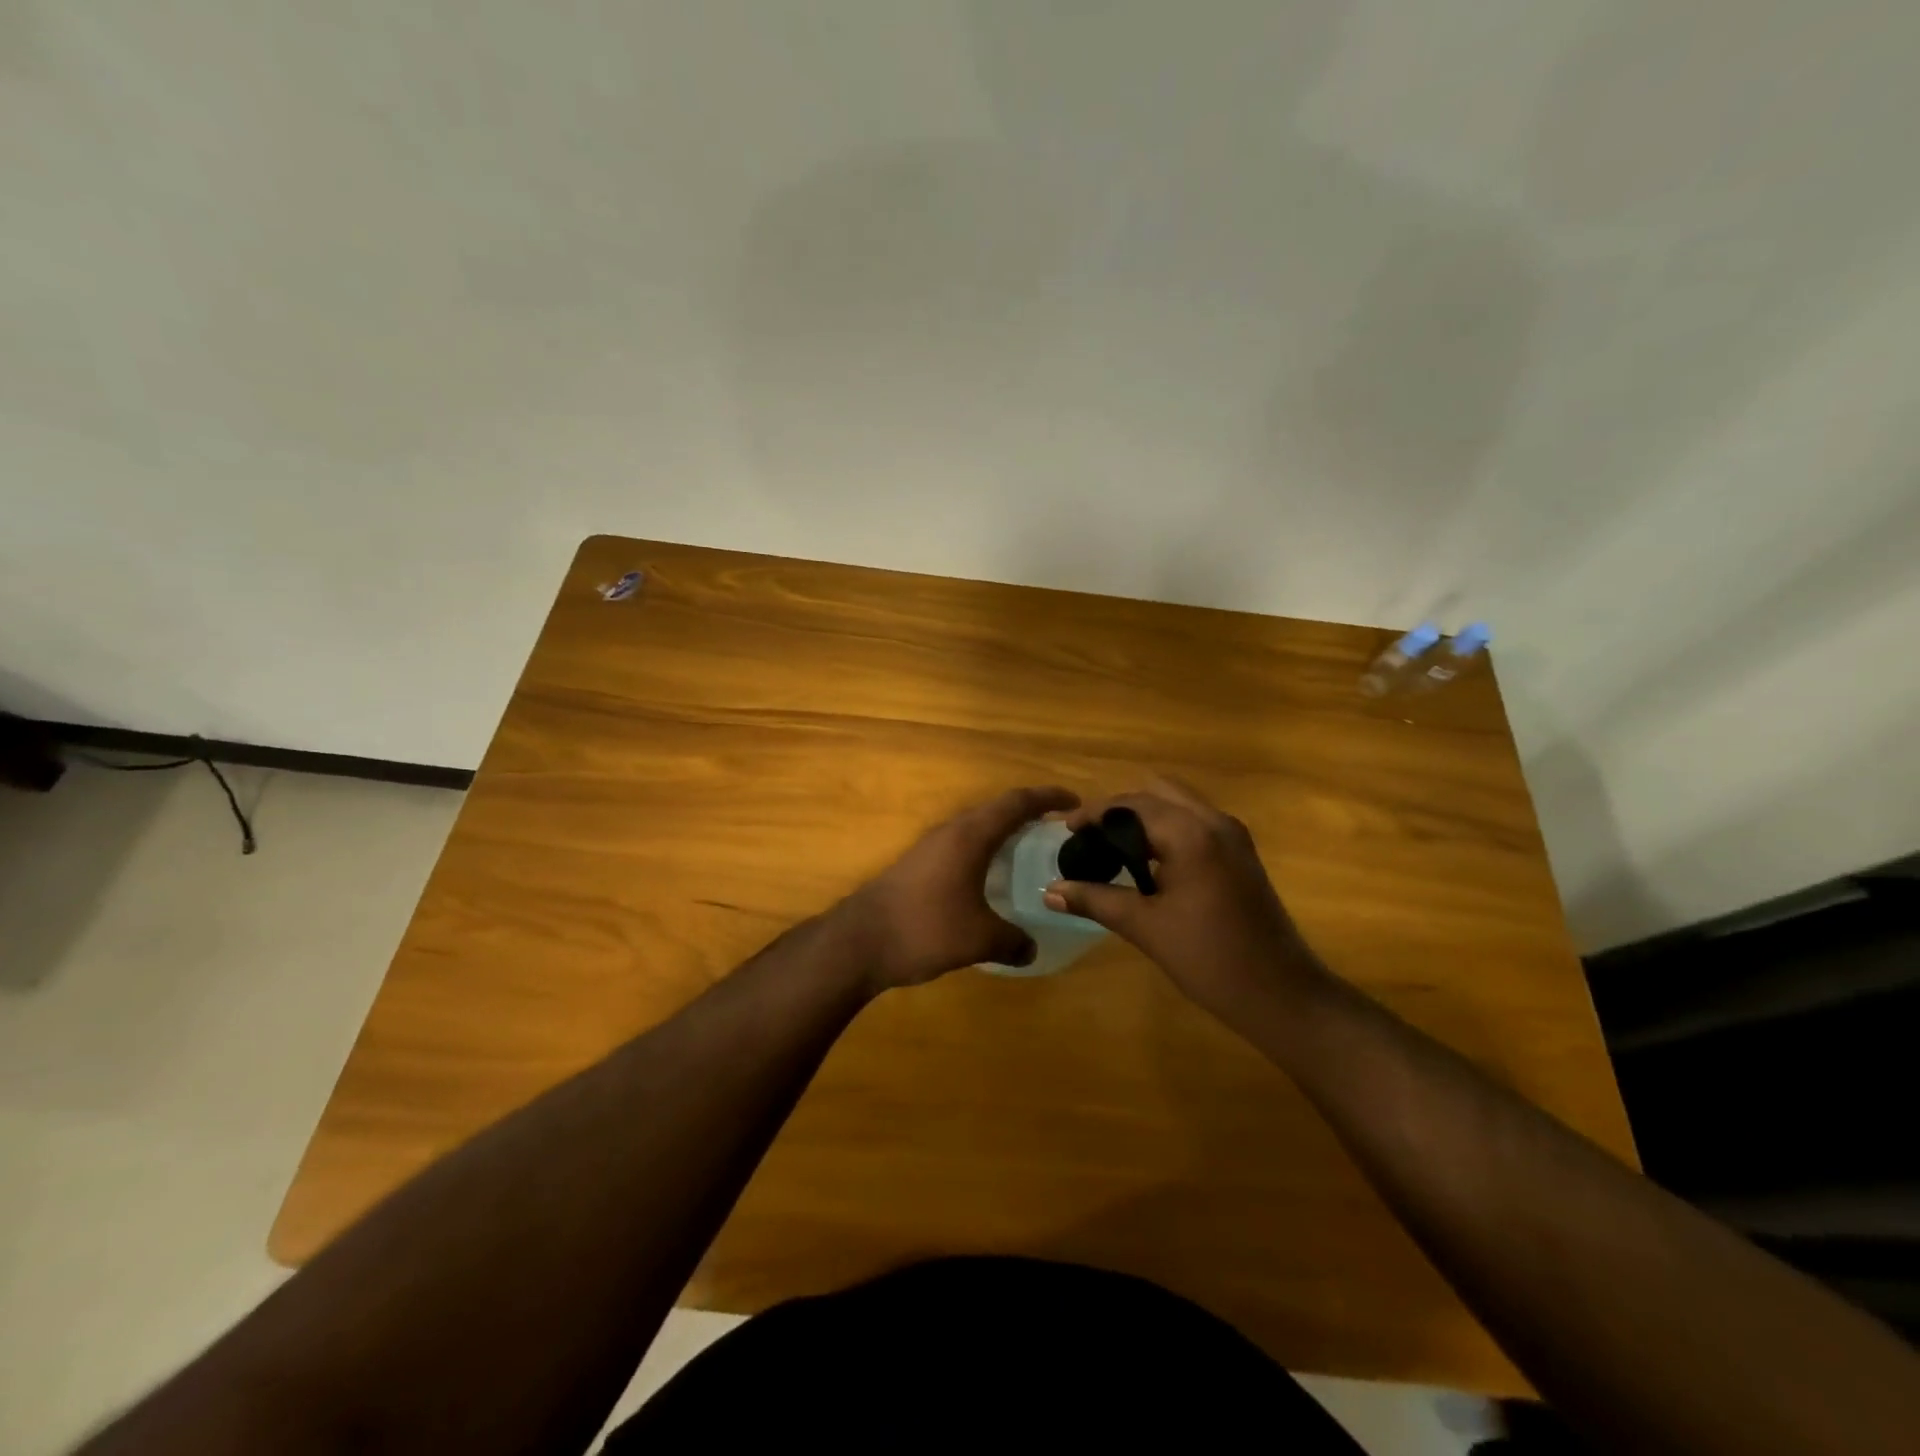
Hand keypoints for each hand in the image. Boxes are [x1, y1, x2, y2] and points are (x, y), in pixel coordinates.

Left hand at [834, 785, 1079, 991]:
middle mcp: (951, 831)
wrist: (859, 941)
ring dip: (1003, 833)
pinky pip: (961, 846)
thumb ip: (1012, 941)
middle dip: (1028, 814)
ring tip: (1029, 853)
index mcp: (970, 836)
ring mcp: (930, 846)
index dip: (1047, 798)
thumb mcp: (978, 939)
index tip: (1074, 802)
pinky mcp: (917, 865)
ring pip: (976, 828)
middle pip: (996, 810)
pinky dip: (984, 852)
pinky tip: (990, 880)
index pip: (1016, 802)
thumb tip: (1031, 949)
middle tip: (1056, 831)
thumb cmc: (925, 928)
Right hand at [1043, 777, 1322, 1019]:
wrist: (1281, 993)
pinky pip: (1194, 822)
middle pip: (1156, 793)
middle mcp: (1214, 821)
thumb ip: (1095, 900)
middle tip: (1088, 836)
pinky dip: (1166, 830)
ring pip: (1178, 805)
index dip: (1093, 813)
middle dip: (1118, 809)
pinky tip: (1146, 862)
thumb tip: (1049, 891)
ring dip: (1143, 817)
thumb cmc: (1209, 958)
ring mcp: (1232, 835)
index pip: (1130, 804)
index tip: (1063, 829)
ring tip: (1110, 847)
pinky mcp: (1241, 853)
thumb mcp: (1145, 927)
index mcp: (1190, 833)